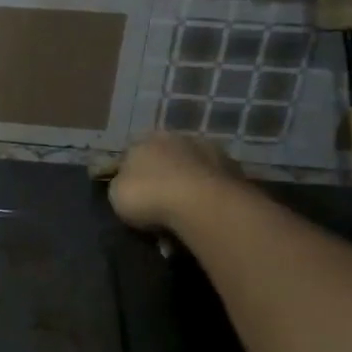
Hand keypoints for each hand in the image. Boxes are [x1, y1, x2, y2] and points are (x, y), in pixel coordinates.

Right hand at [106, 133, 242, 233]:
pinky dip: (207, 196)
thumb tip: (127, 182)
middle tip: (158, 202)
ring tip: (183, 212)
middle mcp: (178, 137)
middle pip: (165, 157)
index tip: (130, 192)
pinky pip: (212, 185)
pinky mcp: (234, 170)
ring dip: (187, 184)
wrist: (202, 204)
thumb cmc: (149, 195)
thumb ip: (121, 183)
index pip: (132, 151)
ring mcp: (209, 151)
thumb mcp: (117, 193)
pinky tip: (202, 214)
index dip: (129, 171)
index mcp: (146, 139)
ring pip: (191, 169)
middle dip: (161, 175)